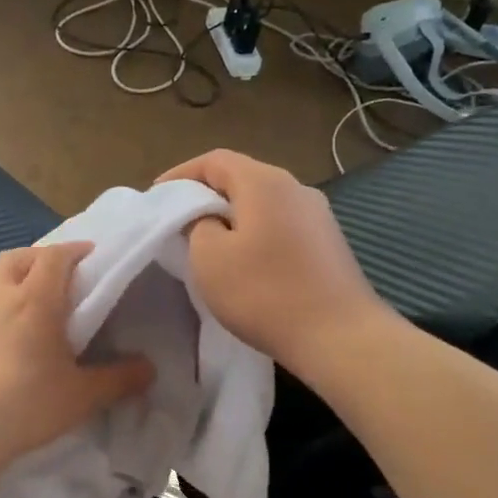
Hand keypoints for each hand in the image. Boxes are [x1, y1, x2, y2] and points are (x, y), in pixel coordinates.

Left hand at [0, 242, 153, 474]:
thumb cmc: (25, 405)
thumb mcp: (82, 397)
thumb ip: (119, 380)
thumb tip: (150, 369)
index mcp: (34, 300)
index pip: (54, 257)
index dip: (74, 250)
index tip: (89, 254)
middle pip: (15, 257)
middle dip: (38, 257)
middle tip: (55, 272)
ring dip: (3, 277)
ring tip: (16, 296)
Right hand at [157, 150, 386, 375]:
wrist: (340, 337)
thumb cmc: (265, 293)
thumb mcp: (209, 258)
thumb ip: (197, 225)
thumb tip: (207, 218)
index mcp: (264, 182)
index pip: (214, 160)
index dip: (181, 174)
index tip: (157, 196)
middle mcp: (296, 187)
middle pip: (241, 177)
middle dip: (206, 194)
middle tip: (178, 219)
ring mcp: (318, 215)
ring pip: (263, 203)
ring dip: (232, 215)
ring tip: (207, 240)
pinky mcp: (329, 243)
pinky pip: (281, 225)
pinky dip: (255, 233)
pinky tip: (245, 260)